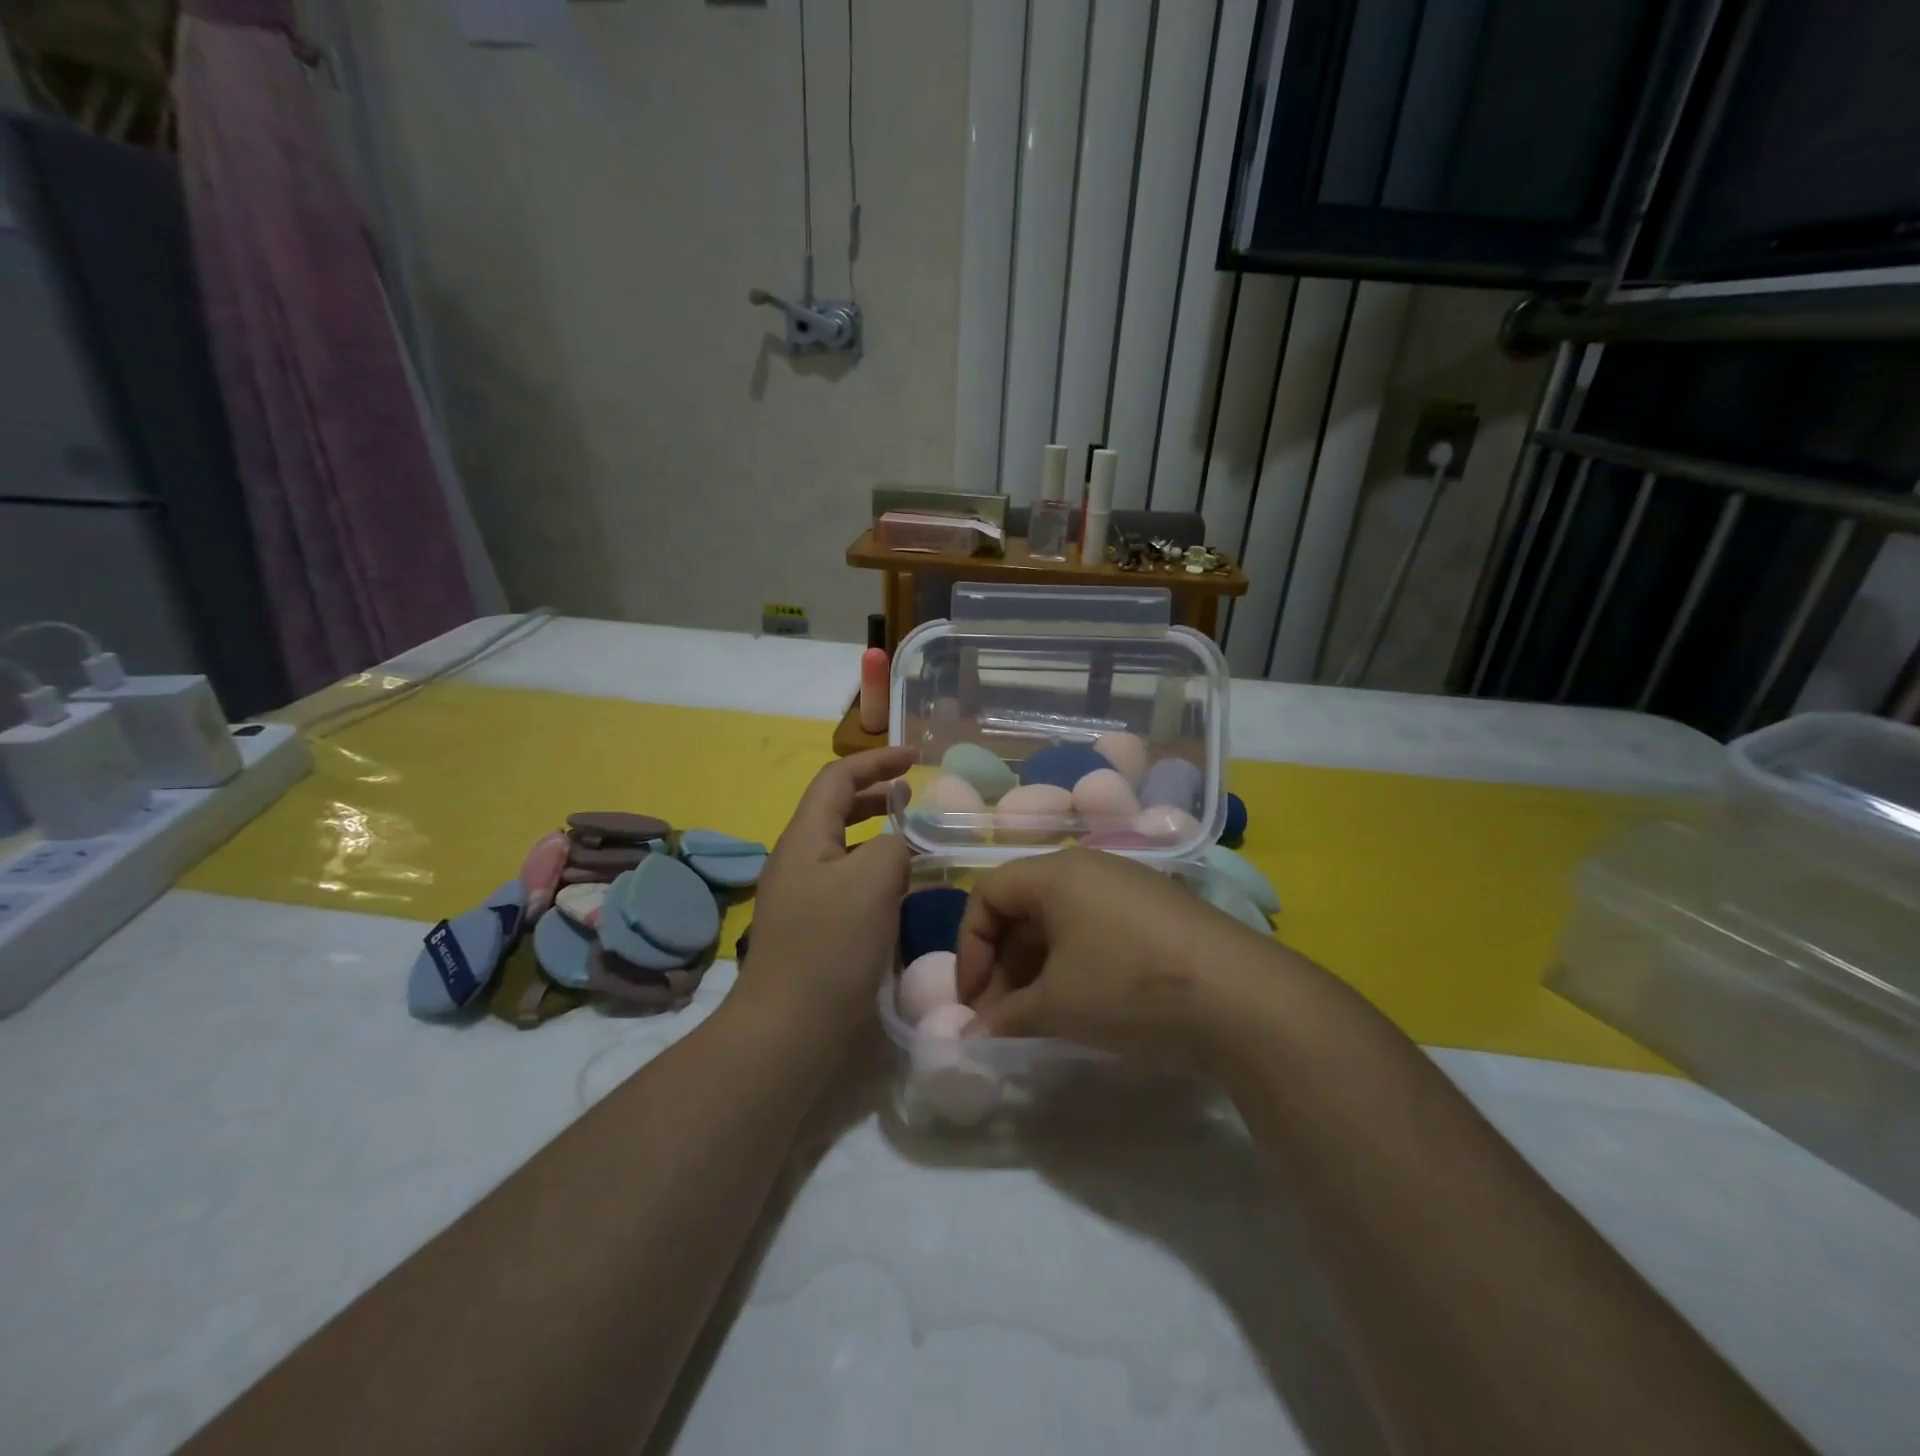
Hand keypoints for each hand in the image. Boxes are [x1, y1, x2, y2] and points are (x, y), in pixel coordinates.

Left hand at [734, 747, 916, 1044]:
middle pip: (837, 810)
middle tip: (915, 797)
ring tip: (915, 843)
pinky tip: (901, 893)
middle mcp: (798, 860)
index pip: (837, 778)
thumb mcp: (874, 880)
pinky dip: (876, 874)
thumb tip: (897, 846)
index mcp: (805, 837)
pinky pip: (847, 884)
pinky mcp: (812, 929)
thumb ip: (894, 845)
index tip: (916, 758)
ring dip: (878, 837)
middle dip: (877, 796)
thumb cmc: (831, 946)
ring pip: (844, 849)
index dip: (877, 761)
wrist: (789, 1029)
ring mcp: (802, 897)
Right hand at [953, 848, 1291, 1064]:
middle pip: (1024, 906)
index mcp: (1057, 873)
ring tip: (1040, 1019)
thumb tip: (974, 1034)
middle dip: (1003, 964)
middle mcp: (1090, 867)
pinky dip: (1074, 963)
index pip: (988, 894)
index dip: (970, 947)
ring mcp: (1129, 886)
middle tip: (1003, 1018)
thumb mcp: (1058, 1006)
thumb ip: (1007, 1017)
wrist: (1244, 998)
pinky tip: (1085, 1005)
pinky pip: (1096, 928)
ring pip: (1060, 920)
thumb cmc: (1130, 988)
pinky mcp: (1158, 911)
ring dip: (1038, 968)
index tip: (973, 1000)